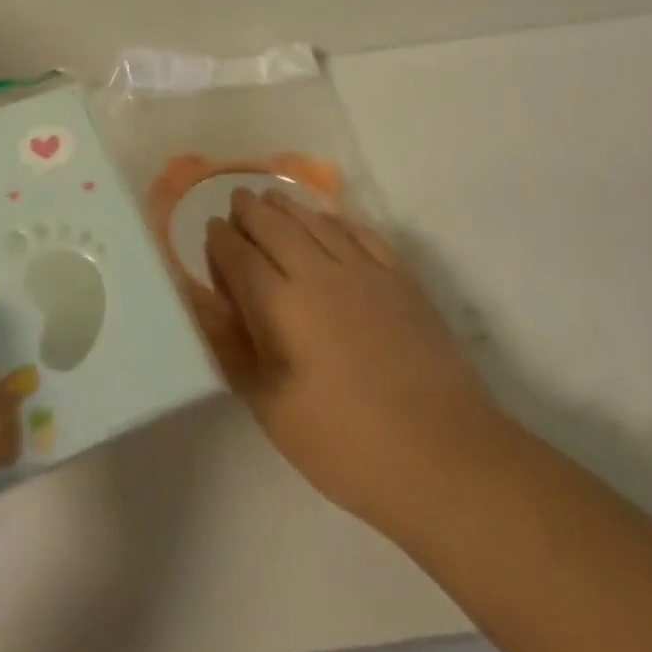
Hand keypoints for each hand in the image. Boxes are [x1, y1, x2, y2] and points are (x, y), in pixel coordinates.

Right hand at [205, 189, 504, 537]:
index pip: (240, 257)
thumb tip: (209, 308)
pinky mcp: (401, 280)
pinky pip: (362, 235)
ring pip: (318, 223)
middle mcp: (318, 274)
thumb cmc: (344, 443)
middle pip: (276, 227)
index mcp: (280, 306)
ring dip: (290, 206)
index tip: (211, 227)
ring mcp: (365, 272)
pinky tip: (330, 220)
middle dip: (251, 210)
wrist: (442, 454)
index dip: (222, 239)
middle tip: (238, 198)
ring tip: (273, 197)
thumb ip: (235, 350)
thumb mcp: (271, 408)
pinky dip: (338, 221)